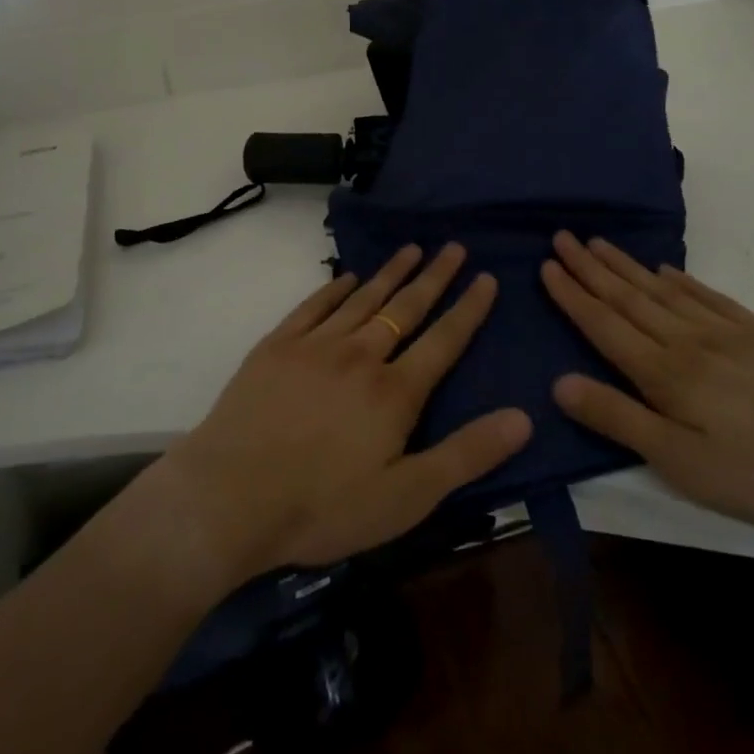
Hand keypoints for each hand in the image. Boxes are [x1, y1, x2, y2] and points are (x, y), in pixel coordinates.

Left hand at [154, 244, 531, 591]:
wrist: (229, 497)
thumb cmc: (323, 507)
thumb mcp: (406, 497)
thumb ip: (466, 455)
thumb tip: (524, 417)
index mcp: (395, 391)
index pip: (444, 339)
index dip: (468, 308)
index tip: (486, 277)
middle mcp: (361, 355)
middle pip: (406, 308)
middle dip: (434, 276)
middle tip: (453, 246)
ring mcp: (316, 346)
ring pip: (364, 299)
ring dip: (391, 272)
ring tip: (412, 248)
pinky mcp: (277, 347)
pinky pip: (314, 306)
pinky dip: (335, 288)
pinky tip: (348, 277)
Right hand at [542, 232, 753, 551]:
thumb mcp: (682, 463)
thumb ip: (619, 419)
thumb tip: (559, 383)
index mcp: (664, 373)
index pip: (604, 324)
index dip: (572, 295)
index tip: (547, 264)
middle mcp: (687, 341)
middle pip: (629, 297)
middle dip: (591, 268)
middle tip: (563, 236)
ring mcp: (726, 333)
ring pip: (663, 291)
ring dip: (627, 266)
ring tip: (600, 243)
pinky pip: (708, 297)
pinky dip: (681, 281)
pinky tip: (666, 271)